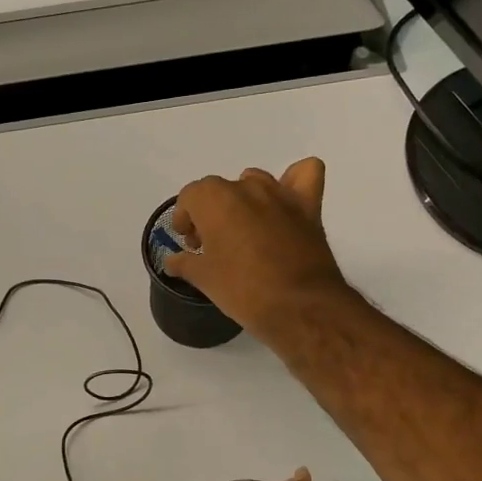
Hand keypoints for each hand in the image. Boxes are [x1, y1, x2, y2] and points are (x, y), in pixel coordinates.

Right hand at [166, 160, 350, 343]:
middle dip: (210, 213)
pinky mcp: (309, 206)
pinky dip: (294, 181)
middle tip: (211, 246)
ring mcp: (280, 194)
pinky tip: (285, 203)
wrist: (300, 306)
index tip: (189, 244)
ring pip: (254, 182)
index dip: (184, 219)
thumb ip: (184, 263)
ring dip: (244, 201)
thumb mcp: (204, 280)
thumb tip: (171, 260)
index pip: (190, 197)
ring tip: (243, 231)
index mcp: (215, 199)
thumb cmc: (243, 290)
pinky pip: (304, 174)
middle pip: (219, 190)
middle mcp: (247, 187)